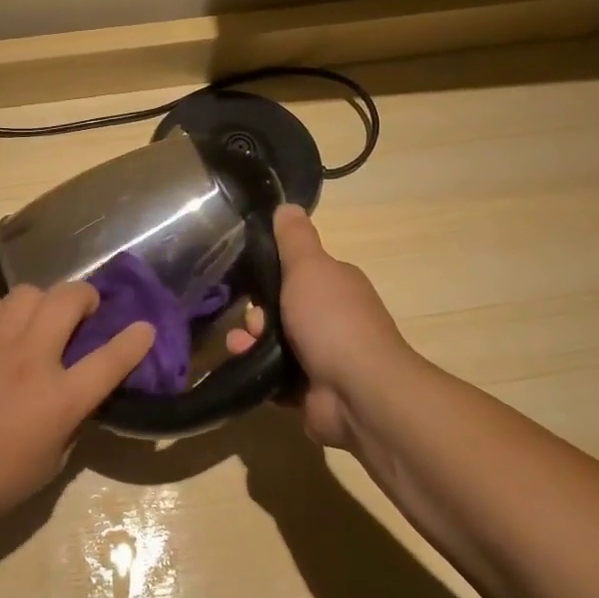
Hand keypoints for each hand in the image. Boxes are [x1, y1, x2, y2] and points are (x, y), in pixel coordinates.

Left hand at [0, 284, 154, 529]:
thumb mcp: (51, 461)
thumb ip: (71, 418)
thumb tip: (77, 391)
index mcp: (59, 397)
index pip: (110, 358)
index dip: (135, 340)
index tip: (144, 327)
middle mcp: (29, 358)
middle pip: (68, 299)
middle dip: (85, 297)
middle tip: (83, 311)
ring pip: (27, 292)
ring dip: (42, 303)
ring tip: (35, 321)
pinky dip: (1, 312)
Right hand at [226, 205, 417, 450]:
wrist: (358, 392)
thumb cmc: (332, 321)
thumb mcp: (309, 268)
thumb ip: (294, 238)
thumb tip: (287, 205)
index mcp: (336, 286)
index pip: (298, 274)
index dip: (271, 275)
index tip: (249, 280)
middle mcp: (332, 319)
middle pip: (281, 310)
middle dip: (256, 316)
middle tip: (251, 323)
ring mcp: (323, 357)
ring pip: (273, 344)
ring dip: (250, 343)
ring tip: (240, 348)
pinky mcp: (310, 391)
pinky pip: (274, 377)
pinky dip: (258, 373)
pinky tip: (246, 370)